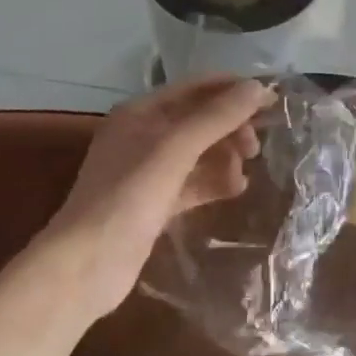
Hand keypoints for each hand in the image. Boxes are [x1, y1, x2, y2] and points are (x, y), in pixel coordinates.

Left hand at [43, 76, 273, 317]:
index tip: (270, 101)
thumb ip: (217, 117)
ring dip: (225, 157)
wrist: (84, 268)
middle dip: (230, 128)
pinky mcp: (154, 203)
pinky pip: (193, 182)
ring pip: (198, 152)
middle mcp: (143, 134)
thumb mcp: (175, 149)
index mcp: (141, 112)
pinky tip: (236, 189)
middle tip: (255, 147)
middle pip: (199, 119)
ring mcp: (147, 171)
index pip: (196, 87)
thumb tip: (258, 87)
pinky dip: (214, 182)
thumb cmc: (127, 197)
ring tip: (244, 174)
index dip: (233, 89)